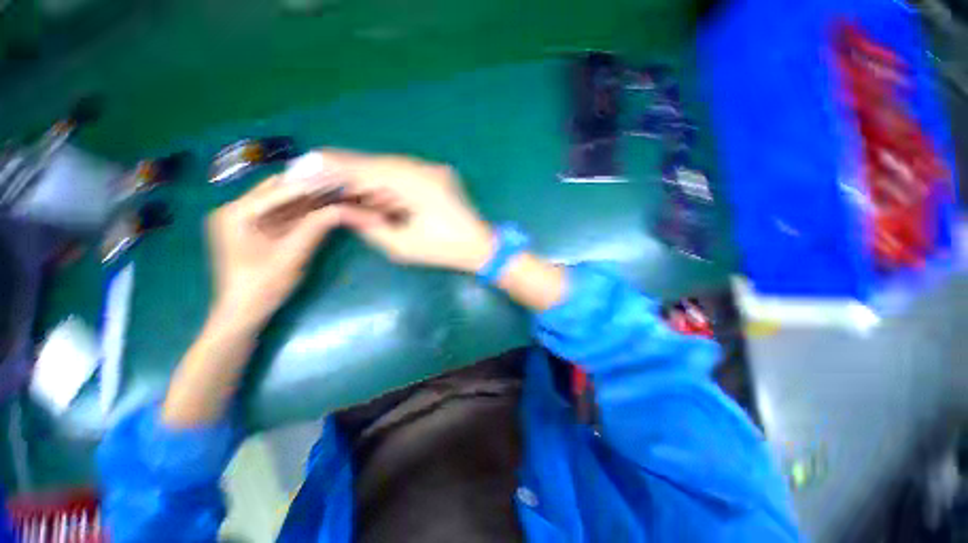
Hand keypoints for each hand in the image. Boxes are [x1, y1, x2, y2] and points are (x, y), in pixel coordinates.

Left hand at [206, 174, 352, 329]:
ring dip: (307, 199)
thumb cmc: (263, 286)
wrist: (244, 313)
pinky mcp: (254, 230)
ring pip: (281, 201)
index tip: (338, 181)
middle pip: (277, 190)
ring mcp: (244, 220)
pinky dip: (302, 212)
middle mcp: (236, 210)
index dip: (310, 185)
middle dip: (309, 188)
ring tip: (335, 194)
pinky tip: (322, 209)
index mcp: (236, 213)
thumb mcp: (293, 255)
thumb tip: (344, 209)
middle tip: (338, 186)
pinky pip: (281, 215)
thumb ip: (316, 227)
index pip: (279, 190)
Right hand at [305, 150, 494, 271]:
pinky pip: (401, 174)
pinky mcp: (435, 175)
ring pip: (387, 167)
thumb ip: (369, 224)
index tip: (303, 165)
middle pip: (374, 163)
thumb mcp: (401, 245)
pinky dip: (381, 182)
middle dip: (343, 170)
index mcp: (416, 184)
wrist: (480, 246)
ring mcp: (432, 169)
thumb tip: (342, 209)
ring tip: (334, 185)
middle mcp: (423, 168)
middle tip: (313, 175)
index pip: (366, 168)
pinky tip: (365, 190)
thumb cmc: (443, 250)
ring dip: (362, 177)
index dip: (332, 166)